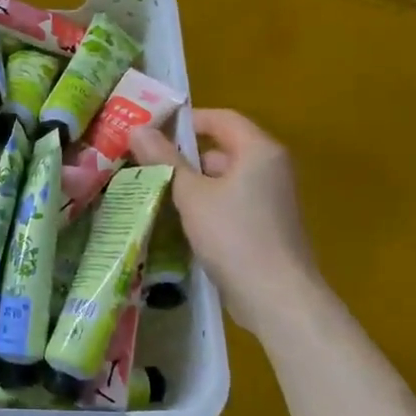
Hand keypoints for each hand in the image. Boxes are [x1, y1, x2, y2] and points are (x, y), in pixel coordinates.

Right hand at [129, 109, 318, 335]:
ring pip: (226, 179)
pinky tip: (182, 223)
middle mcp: (272, 168)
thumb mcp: (192, 195)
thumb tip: (138, 128)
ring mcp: (272, 198)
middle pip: (223, 149)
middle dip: (186, 157)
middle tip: (147, 165)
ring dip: (194, 185)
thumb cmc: (234, 236)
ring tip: (157, 194)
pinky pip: (233, 203)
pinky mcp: (268, 225)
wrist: (277, 297)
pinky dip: (209, 206)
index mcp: (259, 150)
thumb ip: (165, 160)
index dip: (188, 120)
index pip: (222, 118)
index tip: (154, 131)